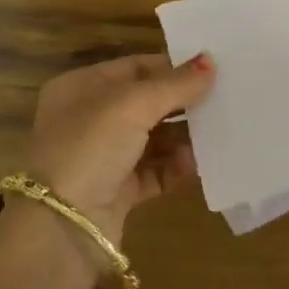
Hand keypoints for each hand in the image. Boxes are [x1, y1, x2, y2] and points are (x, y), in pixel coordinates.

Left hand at [24, 53, 215, 242]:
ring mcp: (103, 157)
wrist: (63, 227)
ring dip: (184, 137)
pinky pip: (155, 172)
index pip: (134, 67)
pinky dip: (177, 167)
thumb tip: (210, 61)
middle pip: (146, 103)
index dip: (171, 66)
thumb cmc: (90, 147)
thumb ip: (175, 84)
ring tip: (218, 131)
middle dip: (182, 103)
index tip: (212, 68)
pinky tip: (200, 164)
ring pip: (154, 139)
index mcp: (81, 88)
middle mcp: (89, 119)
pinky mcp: (118, 191)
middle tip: (225, 99)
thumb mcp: (132, 105)